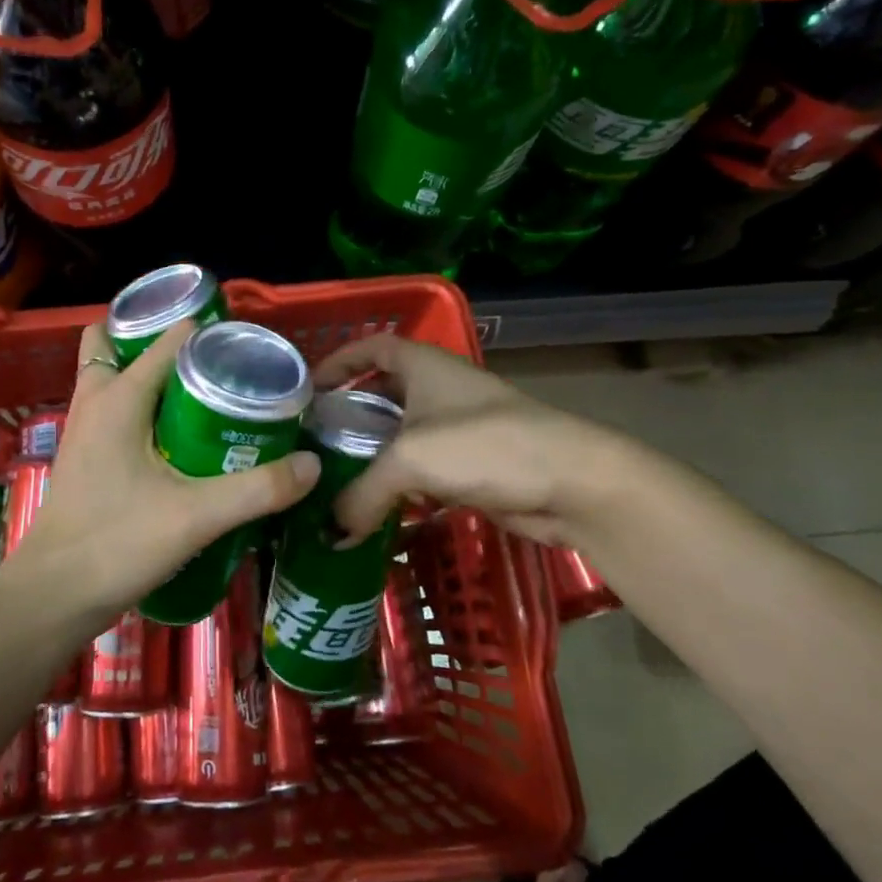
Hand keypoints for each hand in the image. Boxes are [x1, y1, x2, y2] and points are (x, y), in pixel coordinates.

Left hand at [6, 319, 320, 618]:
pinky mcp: (86, 456)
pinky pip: (116, 410)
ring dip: (154, 378)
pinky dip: (144, 408)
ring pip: (116, 377)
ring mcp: (86, 429)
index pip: (169, 338)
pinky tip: (180, 440)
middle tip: (219, 368)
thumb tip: (313, 464)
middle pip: (125, 345)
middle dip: (169, 346)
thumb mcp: (196, 516)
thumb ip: (258, 489)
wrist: (51, 597)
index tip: (250, 352)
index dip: (210, 335)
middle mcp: (96, 400)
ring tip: (206, 397)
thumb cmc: (116, 544)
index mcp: (118, 396)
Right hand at [313, 332, 641, 546]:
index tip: (309, 387)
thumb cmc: (485, 445)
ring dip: (372, 458)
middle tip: (314, 444)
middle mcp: (439, 391)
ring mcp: (458, 430)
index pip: (374, 346)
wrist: (572, 482)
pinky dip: (398, 487)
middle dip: (350, 416)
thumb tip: (331, 534)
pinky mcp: (472, 467)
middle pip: (384, 395)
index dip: (340, 359)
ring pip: (402, 439)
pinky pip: (422, 473)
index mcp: (425, 367)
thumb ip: (362, 494)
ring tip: (334, 481)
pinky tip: (375, 510)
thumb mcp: (411, 460)